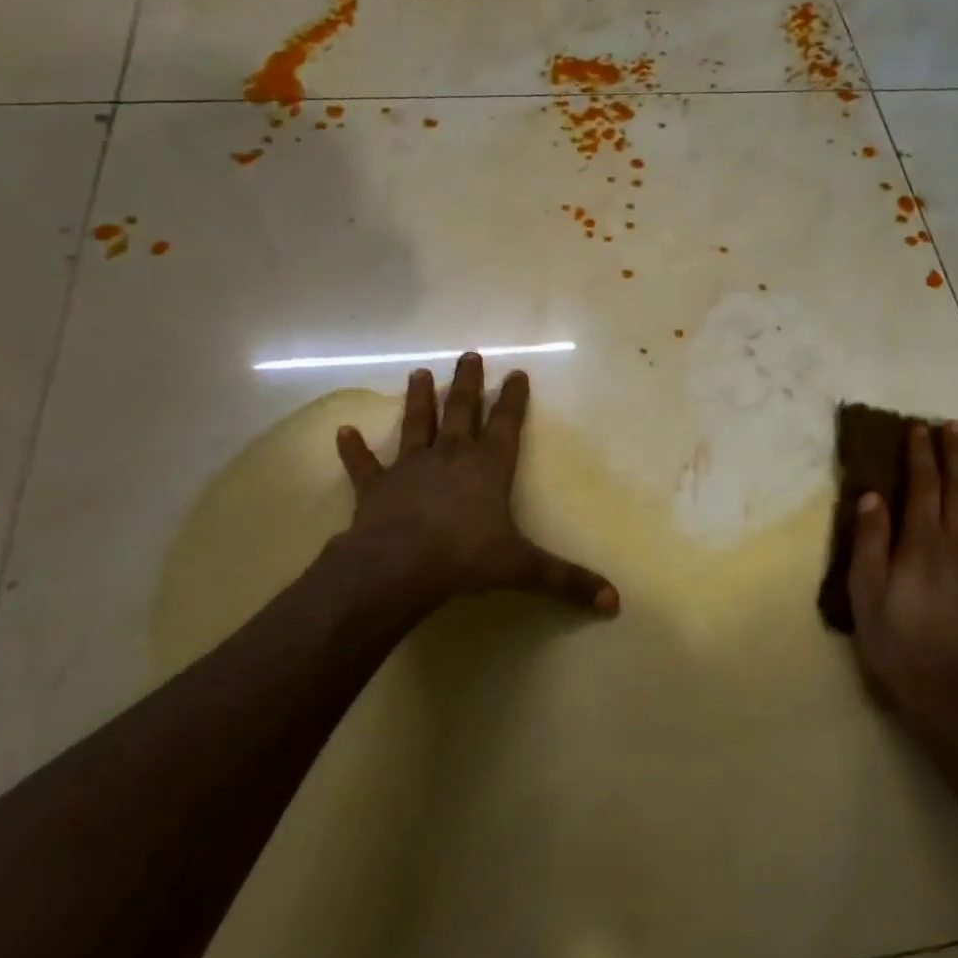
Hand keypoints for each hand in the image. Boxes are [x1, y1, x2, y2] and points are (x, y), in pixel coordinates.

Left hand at [329, 352, 619, 620]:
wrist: (399, 566)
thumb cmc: (466, 558)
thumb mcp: (524, 569)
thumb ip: (567, 581)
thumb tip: (614, 602)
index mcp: (489, 467)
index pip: (507, 424)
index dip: (514, 399)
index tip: (517, 373)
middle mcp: (451, 456)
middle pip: (462, 410)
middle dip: (468, 383)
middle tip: (469, 355)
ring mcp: (411, 467)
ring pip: (417, 424)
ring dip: (419, 400)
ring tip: (418, 375)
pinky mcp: (376, 486)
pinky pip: (364, 464)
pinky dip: (354, 449)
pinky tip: (343, 432)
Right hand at [848, 421, 957, 744]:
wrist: (954, 700)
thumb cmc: (897, 647)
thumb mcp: (866, 596)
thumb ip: (870, 543)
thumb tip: (874, 496)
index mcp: (922, 545)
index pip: (924, 488)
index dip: (922, 456)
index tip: (920, 428)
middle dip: (954, 455)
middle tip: (954, 425)